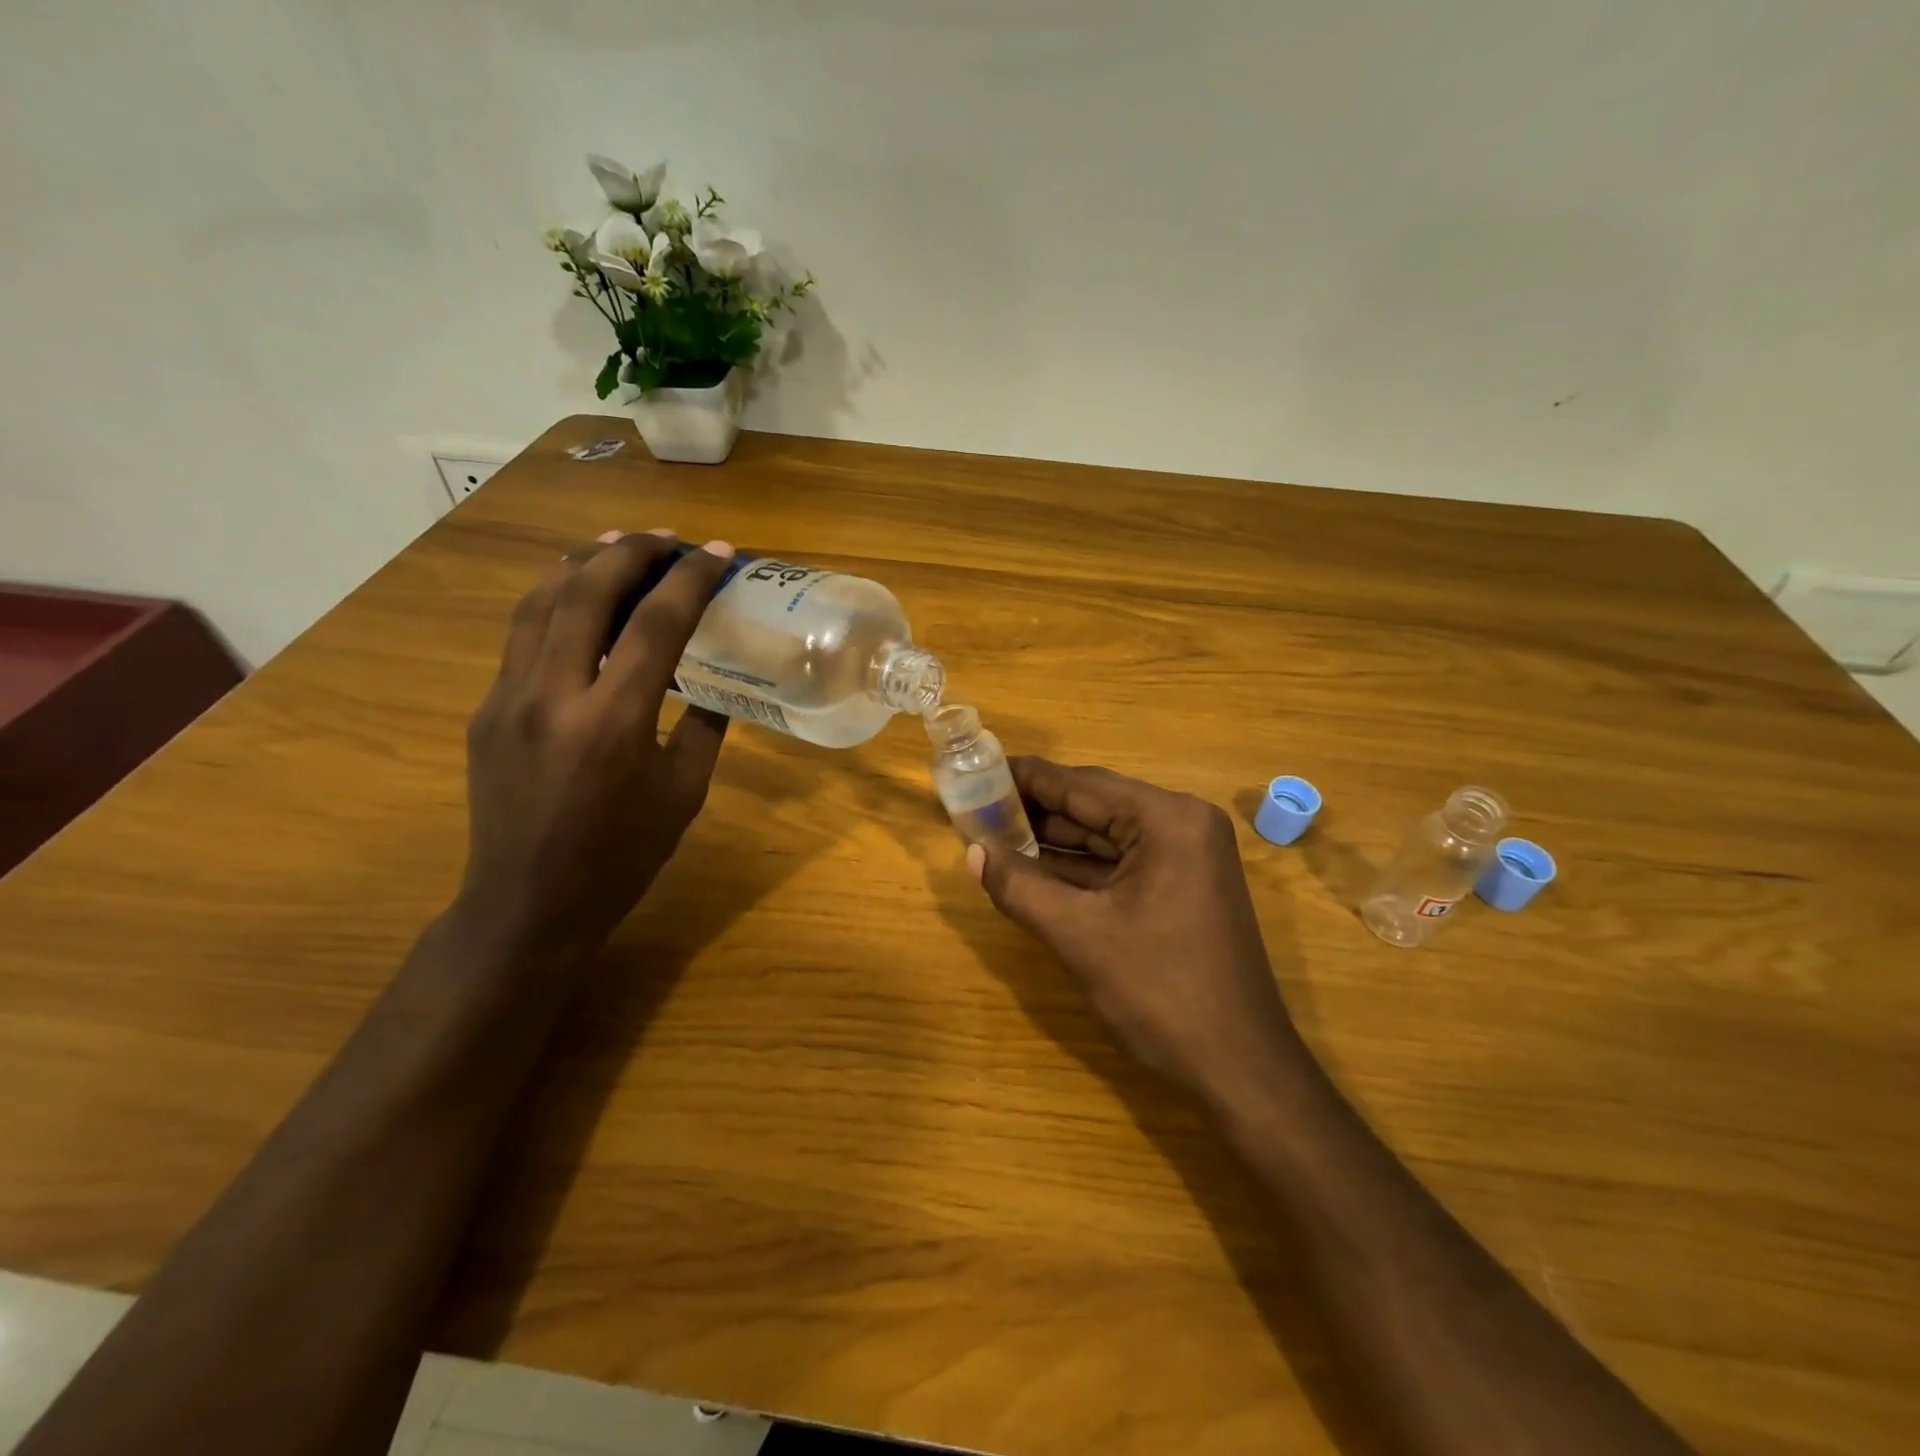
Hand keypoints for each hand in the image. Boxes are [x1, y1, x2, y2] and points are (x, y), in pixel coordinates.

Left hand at [457, 530, 733, 957]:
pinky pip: (521, 634)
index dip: (691, 580)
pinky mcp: (486, 709)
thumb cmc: (623, 855)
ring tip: (618, 544)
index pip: (657, 624)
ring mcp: (508, 698)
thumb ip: (703, 725)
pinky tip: (577, 594)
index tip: (718, 554)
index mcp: (614, 722)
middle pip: (587, 591)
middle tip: (668, 540)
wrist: (530, 903)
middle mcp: (553, 696)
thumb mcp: (685, 791)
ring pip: (541, 602)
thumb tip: (714, 678)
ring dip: (584, 563)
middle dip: (632, 551)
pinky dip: (554, 599)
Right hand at [971, 758, 1302, 1104]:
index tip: (979, 770)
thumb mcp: (1080, 936)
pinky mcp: (1183, 884)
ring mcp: (1187, 854)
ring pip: (1106, 834)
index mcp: (1167, 820)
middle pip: (1095, 804)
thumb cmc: (1161, 992)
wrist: (1239, 1067)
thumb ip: (1020, 887)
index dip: (1026, 778)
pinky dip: (1079, 866)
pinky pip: (1121, 862)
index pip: (1081, 784)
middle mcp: (1182, 823)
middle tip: (977, 806)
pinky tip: (1034, 867)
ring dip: (1054, 839)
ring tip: (994, 833)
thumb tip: (972, 853)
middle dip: (1036, 810)